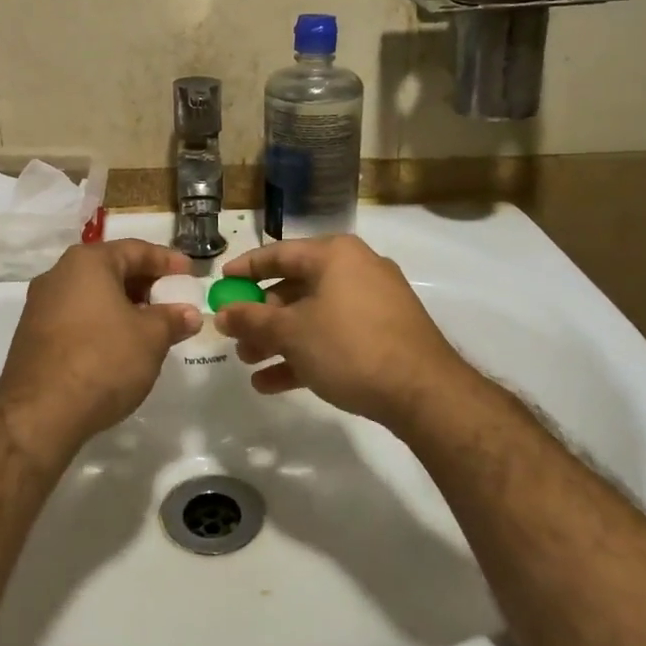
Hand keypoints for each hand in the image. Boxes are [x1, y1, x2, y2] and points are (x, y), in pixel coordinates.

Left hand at [0, 238, 199, 459]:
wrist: (39, 414)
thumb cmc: (102, 360)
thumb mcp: (151, 338)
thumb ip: (172, 319)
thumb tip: (188, 313)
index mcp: (87, 262)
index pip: (135, 249)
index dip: (167, 260)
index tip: (189, 273)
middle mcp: (58, 274)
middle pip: (110, 270)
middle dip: (145, 284)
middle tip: (172, 300)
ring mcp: (40, 306)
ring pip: (92, 295)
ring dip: (123, 306)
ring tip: (150, 327)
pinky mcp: (32, 336)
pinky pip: (76, 318)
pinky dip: (101, 323)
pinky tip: (119, 346)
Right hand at [214, 235, 475, 429]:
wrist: (424, 392)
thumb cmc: (349, 347)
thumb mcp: (291, 332)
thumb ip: (252, 320)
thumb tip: (221, 313)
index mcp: (335, 255)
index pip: (279, 253)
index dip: (246, 269)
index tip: (221, 284)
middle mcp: (356, 269)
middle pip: (295, 287)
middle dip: (261, 316)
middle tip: (235, 337)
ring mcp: (374, 302)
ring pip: (313, 315)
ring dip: (279, 339)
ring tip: (250, 363)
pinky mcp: (384, 334)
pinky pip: (334, 336)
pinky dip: (306, 353)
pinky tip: (273, 383)